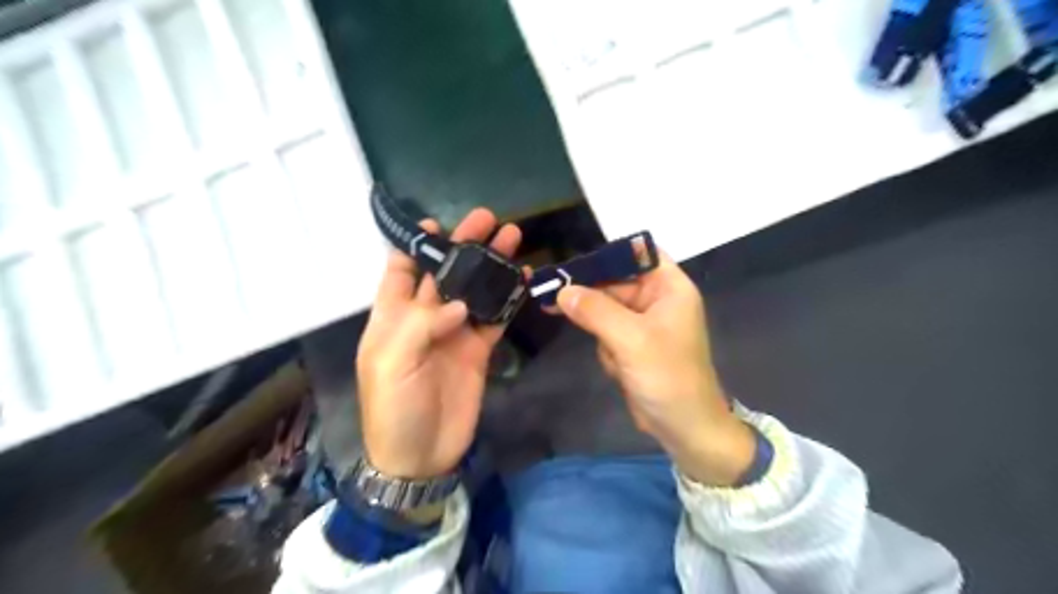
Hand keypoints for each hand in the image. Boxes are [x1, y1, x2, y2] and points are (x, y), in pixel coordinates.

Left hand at [359, 210, 519, 478]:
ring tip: (512, 239)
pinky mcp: (478, 350)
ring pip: (474, 290)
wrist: (421, 455)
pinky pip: (495, 318)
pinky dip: (507, 299)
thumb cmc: (394, 408)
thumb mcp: (391, 364)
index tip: (436, 223)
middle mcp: (425, 318)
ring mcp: (454, 333)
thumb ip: (421, 326)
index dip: (416, 246)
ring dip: (490, 266)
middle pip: (445, 273)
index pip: (400, 269)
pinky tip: (522, 280)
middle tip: (487, 219)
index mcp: (393, 316)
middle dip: (463, 245)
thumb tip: (460, 303)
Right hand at [555, 251, 759, 485]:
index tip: (574, 264)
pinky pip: (605, 333)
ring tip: (617, 358)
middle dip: (592, 299)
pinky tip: (619, 369)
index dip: (608, 254)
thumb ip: (595, 311)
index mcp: (669, 287)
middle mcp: (657, 299)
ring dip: (601, 333)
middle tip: (552, 297)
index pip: (638, 254)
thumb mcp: (630, 339)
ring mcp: (644, 323)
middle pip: (614, 282)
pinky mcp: (632, 344)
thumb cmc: (667, 377)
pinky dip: (607, 351)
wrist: (684, 427)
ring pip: (604, 310)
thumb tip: (562, 290)